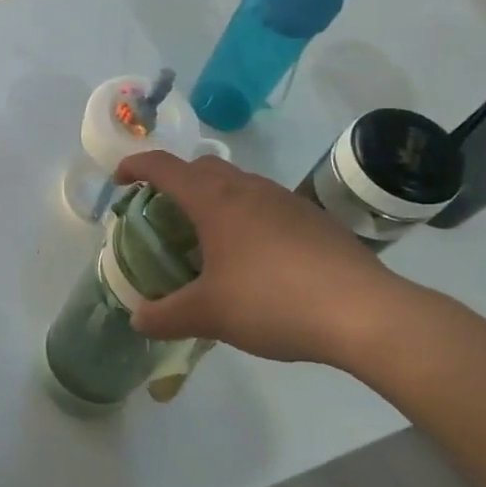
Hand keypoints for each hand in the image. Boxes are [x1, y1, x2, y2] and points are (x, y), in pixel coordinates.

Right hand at [112, 150, 415, 366]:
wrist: (366, 313)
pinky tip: (255, 259)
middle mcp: (248, 188)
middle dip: (176, 182)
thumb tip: (138, 320)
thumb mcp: (209, 314)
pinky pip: (266, 205)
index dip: (135, 167)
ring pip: (238, 184)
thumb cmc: (273, 301)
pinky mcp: (315, 219)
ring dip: (214, 199)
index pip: (164, 166)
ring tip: (207, 240)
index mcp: (215, 200)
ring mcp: (286, 200)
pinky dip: (246, 217)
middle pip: (202, 167)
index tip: (119, 180)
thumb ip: (166, 316)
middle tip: (164, 215)